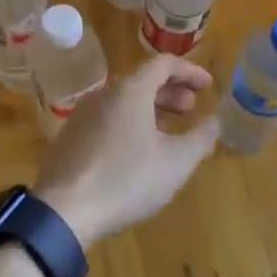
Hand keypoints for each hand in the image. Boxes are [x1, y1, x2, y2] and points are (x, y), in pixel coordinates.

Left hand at [35, 55, 219, 247]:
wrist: (62, 212)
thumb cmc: (126, 180)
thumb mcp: (175, 163)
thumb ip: (200, 139)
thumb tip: (214, 122)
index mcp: (130, 91)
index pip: (163, 64)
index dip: (189, 71)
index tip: (208, 86)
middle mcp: (104, 95)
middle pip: (142, 81)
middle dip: (171, 92)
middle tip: (191, 109)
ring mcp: (82, 116)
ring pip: (123, 102)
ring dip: (150, 110)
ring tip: (168, 132)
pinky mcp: (70, 139)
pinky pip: (107, 120)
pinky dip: (130, 124)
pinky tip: (137, 153)